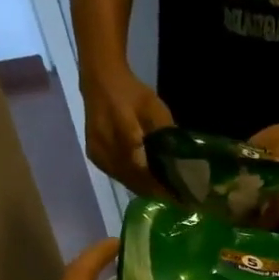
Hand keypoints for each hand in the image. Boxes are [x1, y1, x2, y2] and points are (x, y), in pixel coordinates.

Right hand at [82, 69, 171, 197]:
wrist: (100, 80)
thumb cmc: (132, 93)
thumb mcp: (156, 110)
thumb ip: (168, 136)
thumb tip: (183, 161)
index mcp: (126, 141)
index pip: (147, 176)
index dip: (164, 190)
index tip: (181, 199)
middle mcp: (109, 154)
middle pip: (136, 183)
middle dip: (156, 192)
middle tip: (175, 196)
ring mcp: (100, 157)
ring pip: (126, 181)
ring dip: (144, 187)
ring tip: (163, 190)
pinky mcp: (95, 157)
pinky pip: (117, 175)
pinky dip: (132, 179)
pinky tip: (145, 178)